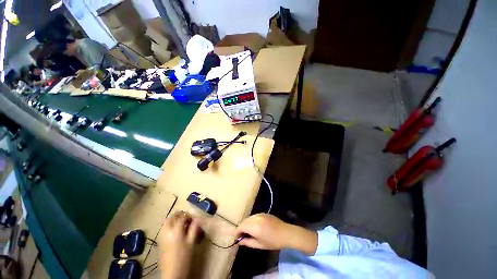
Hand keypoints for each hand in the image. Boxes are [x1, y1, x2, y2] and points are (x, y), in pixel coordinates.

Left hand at [160, 211, 200, 278]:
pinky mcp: (160, 241)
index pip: (182, 217)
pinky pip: (164, 228)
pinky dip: (170, 225)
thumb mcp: (191, 242)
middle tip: (187, 218)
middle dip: (180, 215)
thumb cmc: (184, 257)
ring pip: (166, 221)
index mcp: (176, 231)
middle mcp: (167, 231)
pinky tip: (175, 229)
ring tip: (181, 222)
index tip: (193, 218)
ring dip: (174, 219)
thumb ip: (194, 229)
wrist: (173, 272)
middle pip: (172, 217)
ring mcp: (162, 236)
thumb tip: (196, 219)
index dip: (189, 215)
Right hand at [236, 214, 317, 254]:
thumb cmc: (273, 242)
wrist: (286, 233)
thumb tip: (239, 241)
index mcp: (254, 227)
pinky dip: (251, 221)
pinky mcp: (264, 213)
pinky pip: (254, 216)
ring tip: (248, 232)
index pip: (241, 226)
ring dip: (246, 224)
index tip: (237, 238)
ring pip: (249, 218)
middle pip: (244, 221)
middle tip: (242, 236)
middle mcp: (256, 218)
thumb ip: (248, 242)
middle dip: (241, 228)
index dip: (237, 232)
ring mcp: (260, 214)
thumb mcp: (260, 245)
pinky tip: (255, 227)